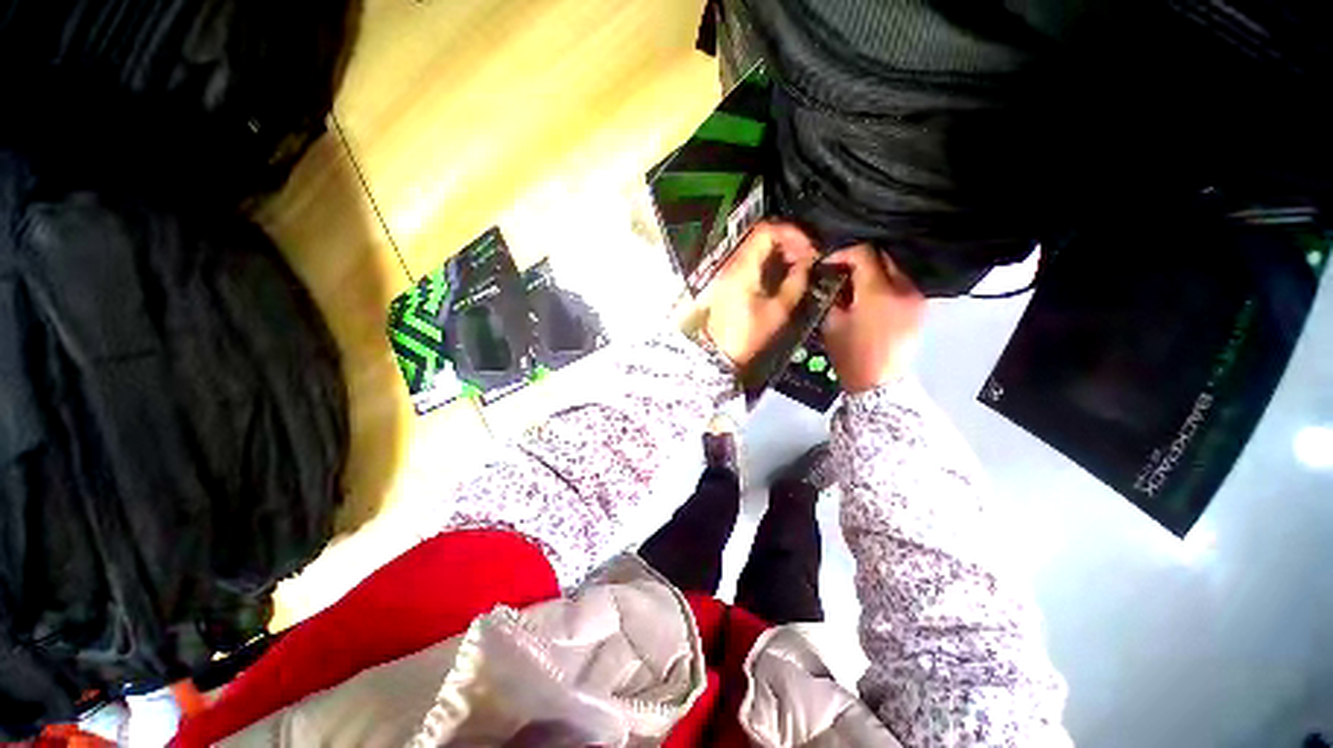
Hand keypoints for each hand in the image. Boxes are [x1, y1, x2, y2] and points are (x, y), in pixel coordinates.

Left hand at [702, 221, 818, 366]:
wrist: (719, 352)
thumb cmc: (748, 335)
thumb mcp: (778, 311)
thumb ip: (796, 281)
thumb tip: (807, 262)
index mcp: (743, 267)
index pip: (767, 230)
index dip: (793, 233)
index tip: (810, 249)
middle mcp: (732, 263)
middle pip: (761, 234)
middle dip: (788, 240)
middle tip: (806, 257)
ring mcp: (728, 270)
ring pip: (756, 245)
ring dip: (779, 249)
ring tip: (797, 265)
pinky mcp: (729, 279)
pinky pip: (751, 258)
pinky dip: (769, 259)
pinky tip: (781, 273)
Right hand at [821, 245, 924, 392]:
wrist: (879, 383)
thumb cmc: (850, 354)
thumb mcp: (832, 324)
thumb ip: (832, 294)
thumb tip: (831, 277)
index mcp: (878, 292)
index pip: (864, 253)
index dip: (843, 253)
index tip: (828, 263)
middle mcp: (903, 288)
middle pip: (883, 255)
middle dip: (860, 260)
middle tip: (841, 271)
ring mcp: (916, 297)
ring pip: (895, 268)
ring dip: (873, 270)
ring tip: (855, 283)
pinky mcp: (920, 306)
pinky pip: (902, 283)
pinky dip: (885, 282)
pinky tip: (871, 294)